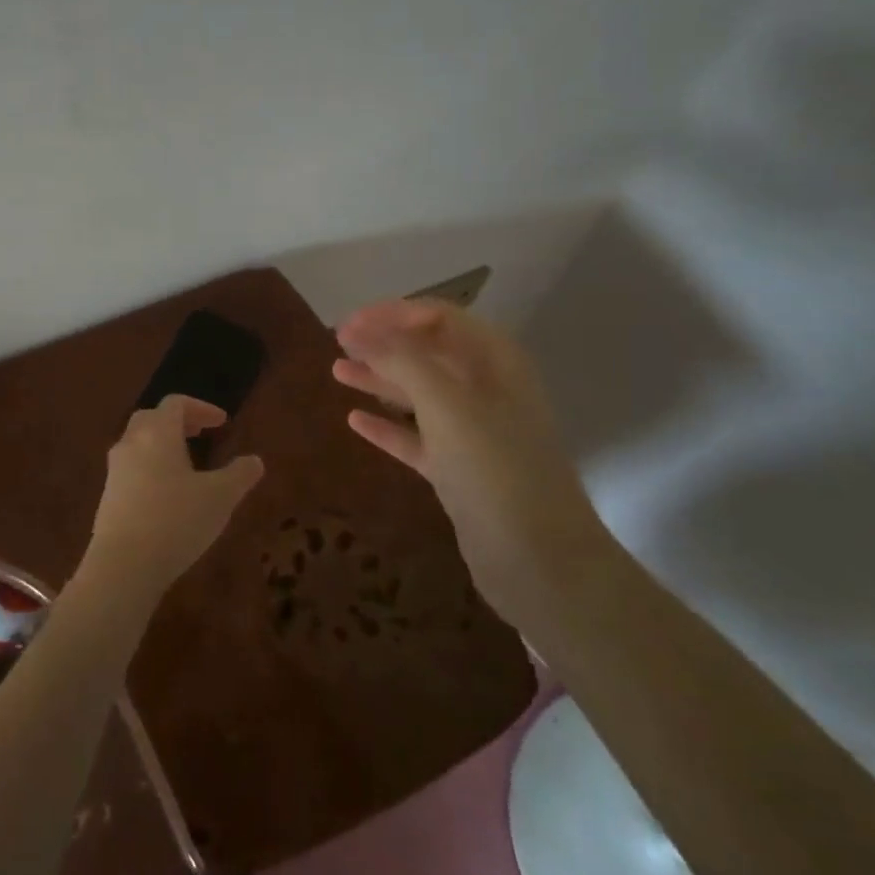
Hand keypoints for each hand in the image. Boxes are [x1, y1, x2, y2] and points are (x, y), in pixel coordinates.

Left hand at [81, 395, 264, 594]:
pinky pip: (130, 469)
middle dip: (177, 421)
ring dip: (161, 445)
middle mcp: (131, 444)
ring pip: (137, 443)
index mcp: (157, 433)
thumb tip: (255, 461)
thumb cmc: (176, 521)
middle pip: (151, 418)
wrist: (123, 565)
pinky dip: (150, 468)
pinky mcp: (107, 497)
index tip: (222, 422)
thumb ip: (240, 475)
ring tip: (185, 465)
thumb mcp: (220, 497)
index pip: (176, 403)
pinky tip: (166, 494)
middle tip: (200, 434)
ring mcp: (114, 471)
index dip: (201, 408)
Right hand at [332, 299, 612, 615]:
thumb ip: (401, 359)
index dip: (393, 314)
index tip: (348, 324)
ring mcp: (474, 433)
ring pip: (419, 394)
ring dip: (380, 379)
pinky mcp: (459, 471)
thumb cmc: (494, 468)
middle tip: (337, 343)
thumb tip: (359, 329)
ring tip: (336, 371)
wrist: (538, 561)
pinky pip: (416, 438)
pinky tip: (354, 420)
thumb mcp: (446, 403)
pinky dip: (387, 426)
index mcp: (495, 362)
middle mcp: (487, 390)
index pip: (440, 317)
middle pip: (428, 352)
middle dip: (384, 343)